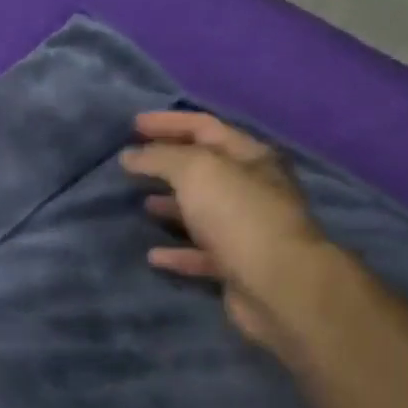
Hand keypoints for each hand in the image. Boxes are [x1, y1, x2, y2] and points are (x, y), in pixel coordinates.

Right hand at [120, 111, 331, 350]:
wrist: (277, 284)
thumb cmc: (239, 216)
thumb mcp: (197, 172)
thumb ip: (161, 158)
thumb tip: (130, 155)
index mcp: (250, 157)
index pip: (205, 128)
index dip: (169, 123)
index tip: (133, 125)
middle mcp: (253, 189)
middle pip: (205, 169)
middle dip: (168, 163)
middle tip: (133, 163)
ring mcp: (246, 229)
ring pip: (202, 211)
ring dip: (172, 205)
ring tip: (141, 204)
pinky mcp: (236, 266)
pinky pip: (200, 253)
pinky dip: (177, 252)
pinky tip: (153, 255)